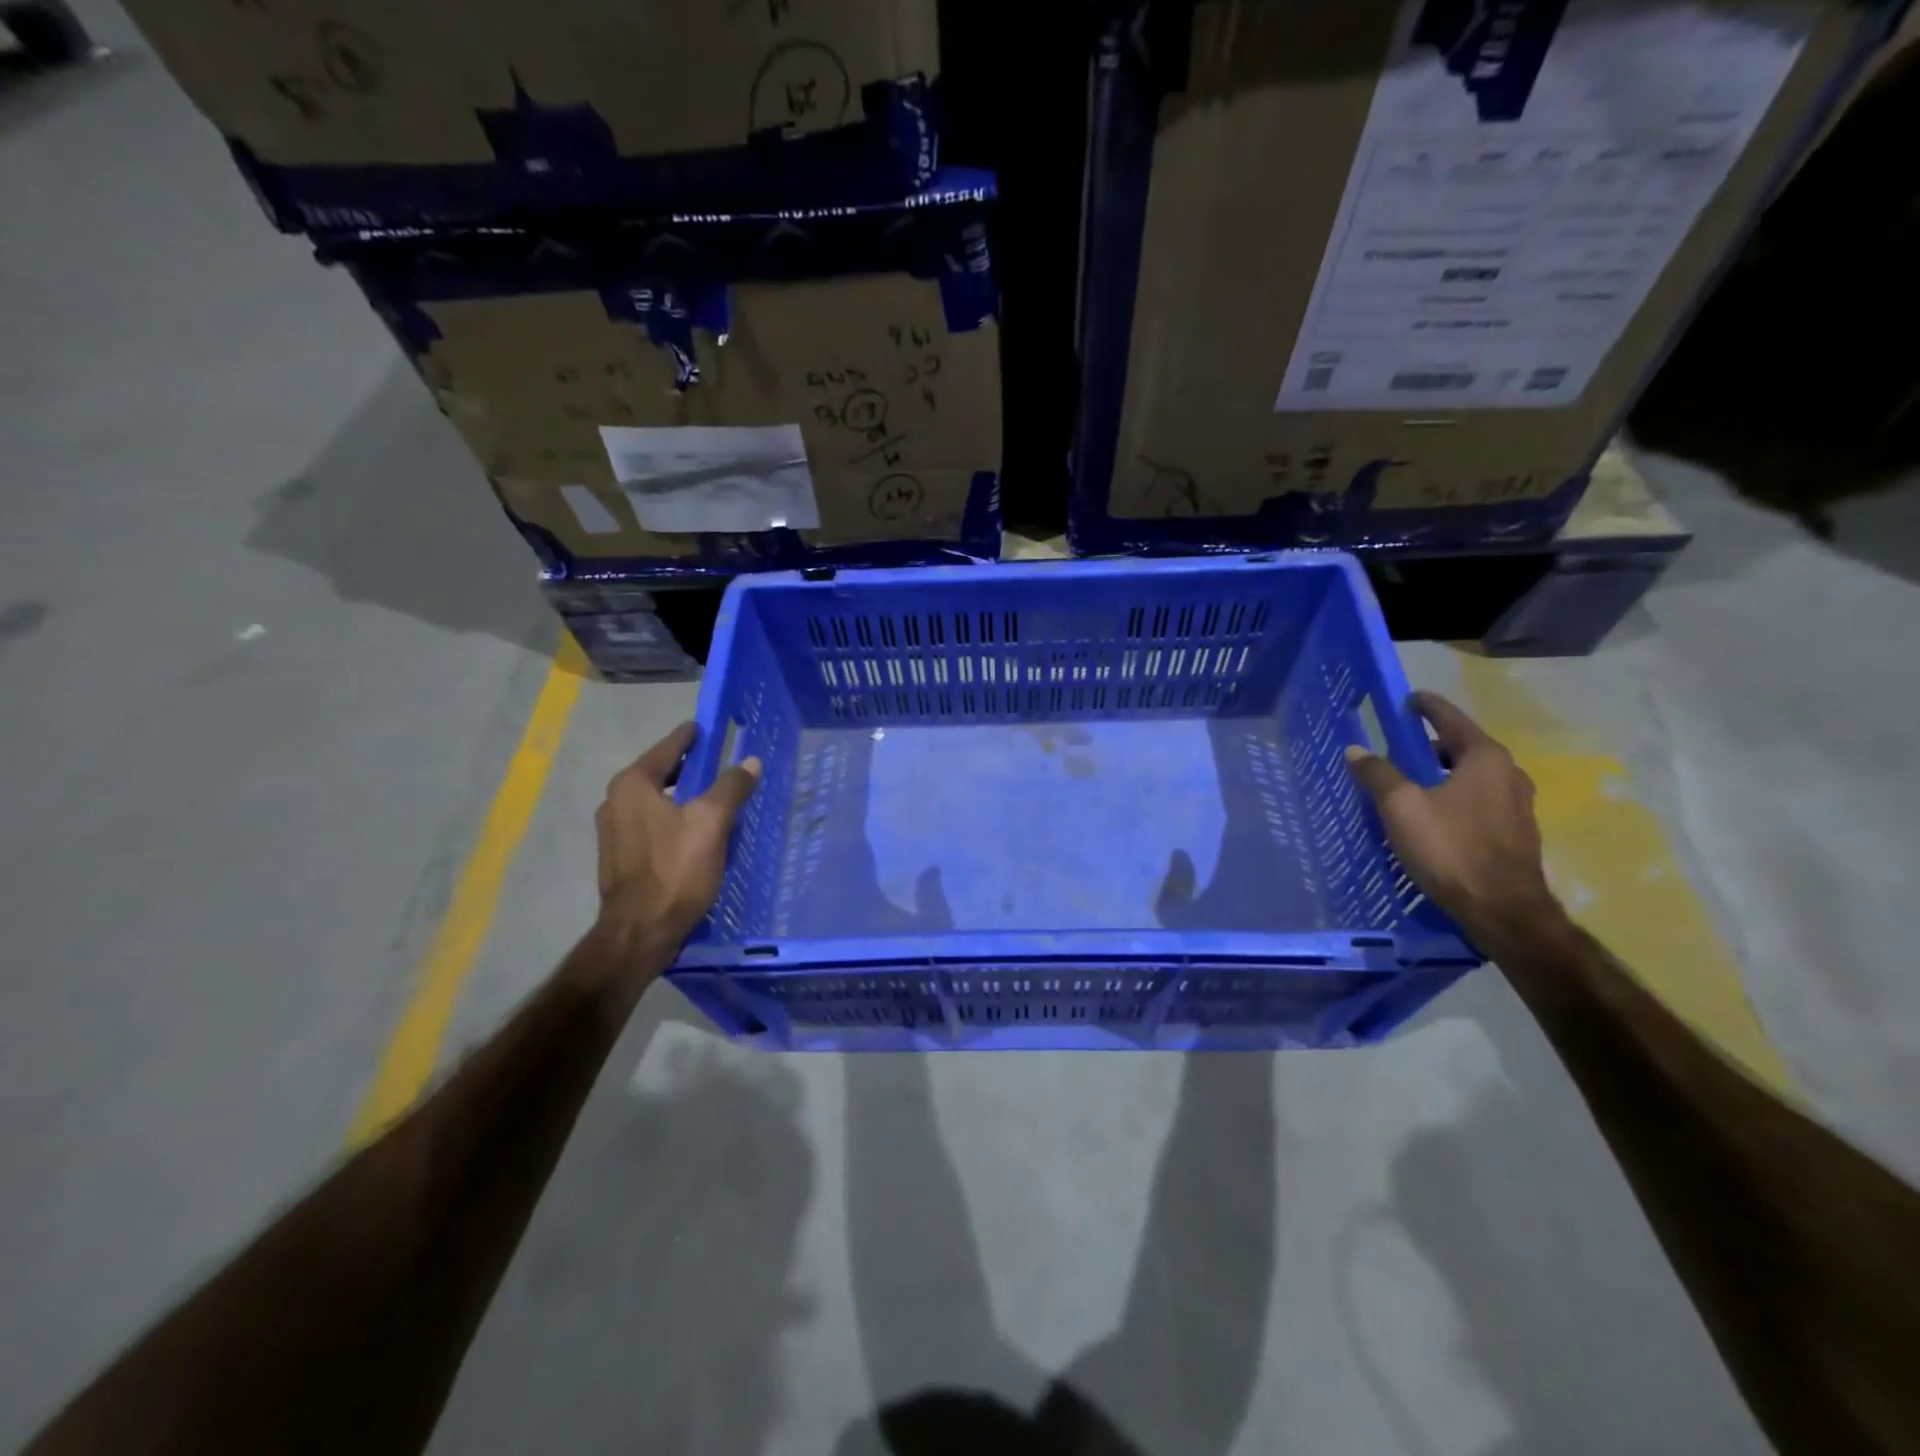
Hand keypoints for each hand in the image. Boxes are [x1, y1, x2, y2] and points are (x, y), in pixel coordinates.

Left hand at [595, 722, 760, 955]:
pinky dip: (673, 819)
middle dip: (690, 767)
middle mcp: (615, 801)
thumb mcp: (712, 822)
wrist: (640, 932)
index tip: (711, 728)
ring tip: (713, 798)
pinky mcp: (620, 857)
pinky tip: (695, 832)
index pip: (668, 747)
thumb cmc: (675, 870)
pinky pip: (652, 825)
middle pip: (660, 773)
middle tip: (721, 764)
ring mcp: (613, 832)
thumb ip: (731, 787)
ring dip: (683, 796)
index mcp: (633, 784)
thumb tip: (750, 761)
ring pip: (656, 801)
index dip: (692, 736)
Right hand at [1345, 691, 1563, 951]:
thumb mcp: (1401, 807)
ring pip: (1473, 777)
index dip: (1427, 707)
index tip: (1408, 699)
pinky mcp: (1516, 834)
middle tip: (1400, 748)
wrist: (1503, 910)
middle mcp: (1509, 774)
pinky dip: (1455, 797)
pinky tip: (1434, 815)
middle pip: (1464, 748)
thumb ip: (1378, 774)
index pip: (1451, 719)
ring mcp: (1518, 806)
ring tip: (1413, 783)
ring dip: (1444, 774)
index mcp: (1485, 758)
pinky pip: (1479, 801)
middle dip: (1432, 744)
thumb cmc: (1451, 848)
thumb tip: (1356, 750)